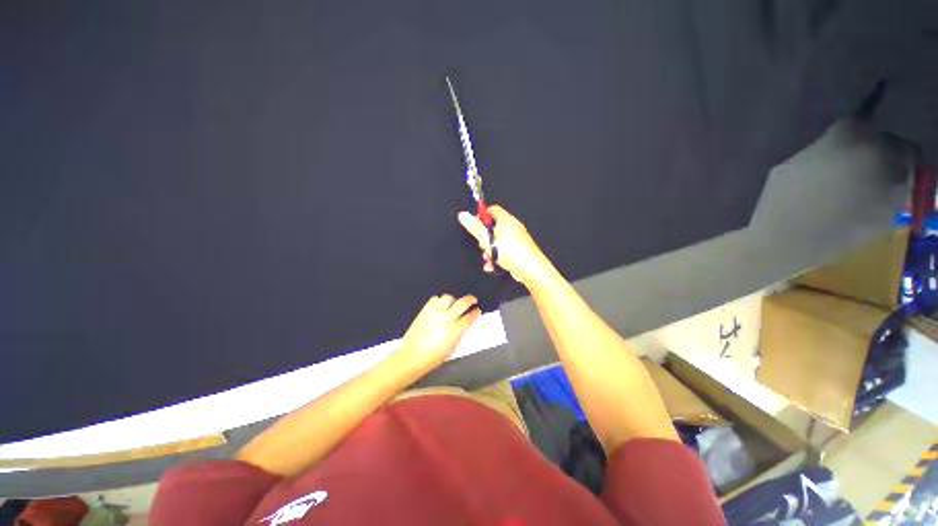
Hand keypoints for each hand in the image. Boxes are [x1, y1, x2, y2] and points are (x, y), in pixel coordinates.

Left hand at [398, 294, 480, 371]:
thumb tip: (464, 325)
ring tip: (453, 304)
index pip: (469, 317)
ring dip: (453, 300)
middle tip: (473, 300)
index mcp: (454, 330)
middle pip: (462, 303)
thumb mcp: (452, 348)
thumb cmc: (433, 358)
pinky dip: (439, 301)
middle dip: (470, 300)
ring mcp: (434, 313)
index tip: (477, 311)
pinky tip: (440, 306)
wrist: (411, 357)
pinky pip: (434, 299)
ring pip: (448, 298)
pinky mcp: (424, 311)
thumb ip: (459, 334)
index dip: (475, 313)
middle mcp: (445, 318)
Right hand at [458, 205, 554, 286]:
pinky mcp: (520, 250)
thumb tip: (463, 215)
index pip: (493, 210)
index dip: (482, 216)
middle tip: (483, 246)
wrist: (531, 270)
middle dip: (485, 238)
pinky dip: (497, 257)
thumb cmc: (510, 253)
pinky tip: (493, 266)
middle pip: (494, 227)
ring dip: (490, 250)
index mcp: (506, 220)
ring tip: (488, 258)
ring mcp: (518, 239)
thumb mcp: (488, 240)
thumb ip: (475, 228)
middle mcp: (513, 227)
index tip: (475, 227)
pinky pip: (505, 250)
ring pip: (498, 241)